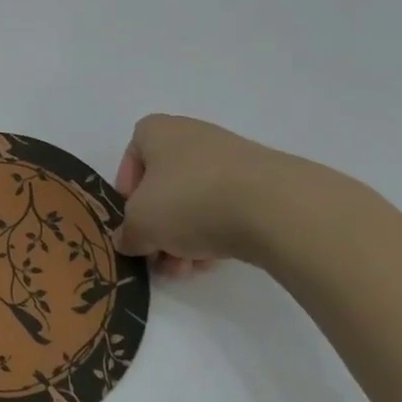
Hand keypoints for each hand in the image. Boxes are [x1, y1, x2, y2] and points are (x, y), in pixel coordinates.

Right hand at [113, 114, 321, 275]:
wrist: (273, 207)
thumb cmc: (190, 200)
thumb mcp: (141, 223)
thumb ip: (128, 233)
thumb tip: (129, 240)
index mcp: (159, 131)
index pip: (133, 154)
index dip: (127, 189)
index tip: (133, 219)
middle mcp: (193, 137)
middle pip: (165, 185)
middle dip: (159, 226)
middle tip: (158, 257)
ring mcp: (231, 159)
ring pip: (195, 201)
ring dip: (184, 237)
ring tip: (187, 270)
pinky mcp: (261, 184)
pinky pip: (226, 209)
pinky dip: (216, 234)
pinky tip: (214, 262)